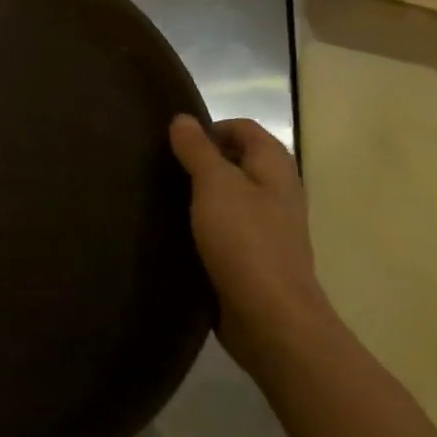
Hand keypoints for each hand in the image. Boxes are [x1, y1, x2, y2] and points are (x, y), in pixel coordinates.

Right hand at [169, 115, 339, 377]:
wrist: (270, 317)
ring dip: (197, 195)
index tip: (173, 146)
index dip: (209, 129)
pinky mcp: (252, 256)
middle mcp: (275, 191)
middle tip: (161, 170)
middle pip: (234, 161)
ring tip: (161, 199)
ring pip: (227, 196)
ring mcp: (266, 226)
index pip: (242, 128)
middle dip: (199, 161)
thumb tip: (182, 119)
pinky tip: (176, 233)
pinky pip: (224, 227)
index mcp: (274, 167)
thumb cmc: (245, 241)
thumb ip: (197, 150)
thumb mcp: (215, 185)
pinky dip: (202, 224)